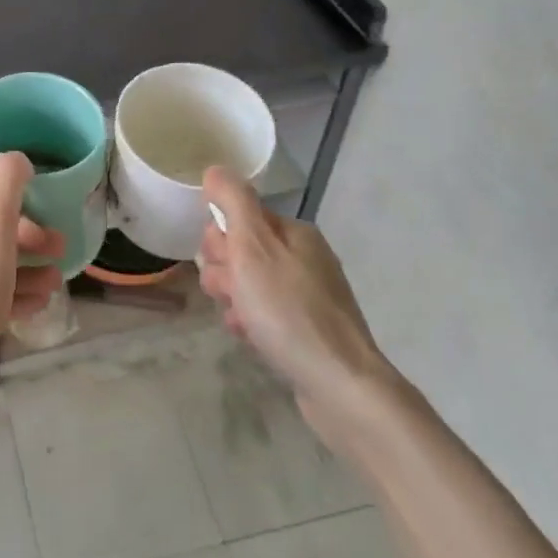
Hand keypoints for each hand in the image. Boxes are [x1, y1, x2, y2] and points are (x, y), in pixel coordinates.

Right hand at [198, 168, 399, 453]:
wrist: (341, 387)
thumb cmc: (289, 312)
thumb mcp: (253, 248)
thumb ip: (233, 203)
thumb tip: (216, 169)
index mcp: (295, 233)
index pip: (239, 217)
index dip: (221, 240)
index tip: (223, 263)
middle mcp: (305, 258)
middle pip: (242, 250)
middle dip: (225, 271)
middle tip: (232, 293)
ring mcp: (309, 295)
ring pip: (250, 284)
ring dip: (234, 299)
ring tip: (241, 320)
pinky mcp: (308, 330)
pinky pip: (265, 313)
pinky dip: (251, 322)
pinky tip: (250, 337)